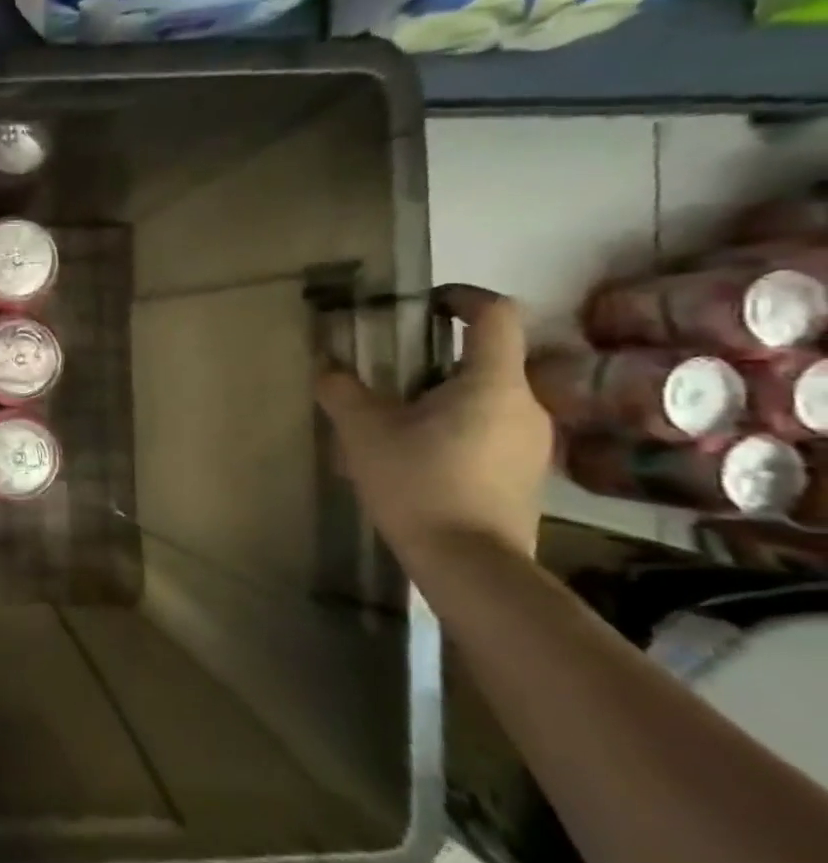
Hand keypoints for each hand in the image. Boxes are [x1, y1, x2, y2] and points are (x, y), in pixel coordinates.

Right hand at [315, 284, 551, 558]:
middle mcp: (527, 404)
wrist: (471, 564)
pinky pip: (492, 431)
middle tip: (391, 374)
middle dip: (439, 357)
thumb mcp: (364, 432)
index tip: (427, 304)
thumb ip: (342, 391)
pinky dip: (457, 428)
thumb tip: (328, 367)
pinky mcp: (527, 474)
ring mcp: (533, 442)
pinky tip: (419, 457)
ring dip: (446, 396)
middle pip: (489, 359)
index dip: (462, 297)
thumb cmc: (419, 484)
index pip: (496, 314)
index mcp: (493, 383)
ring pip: (488, 398)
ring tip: (397, 421)